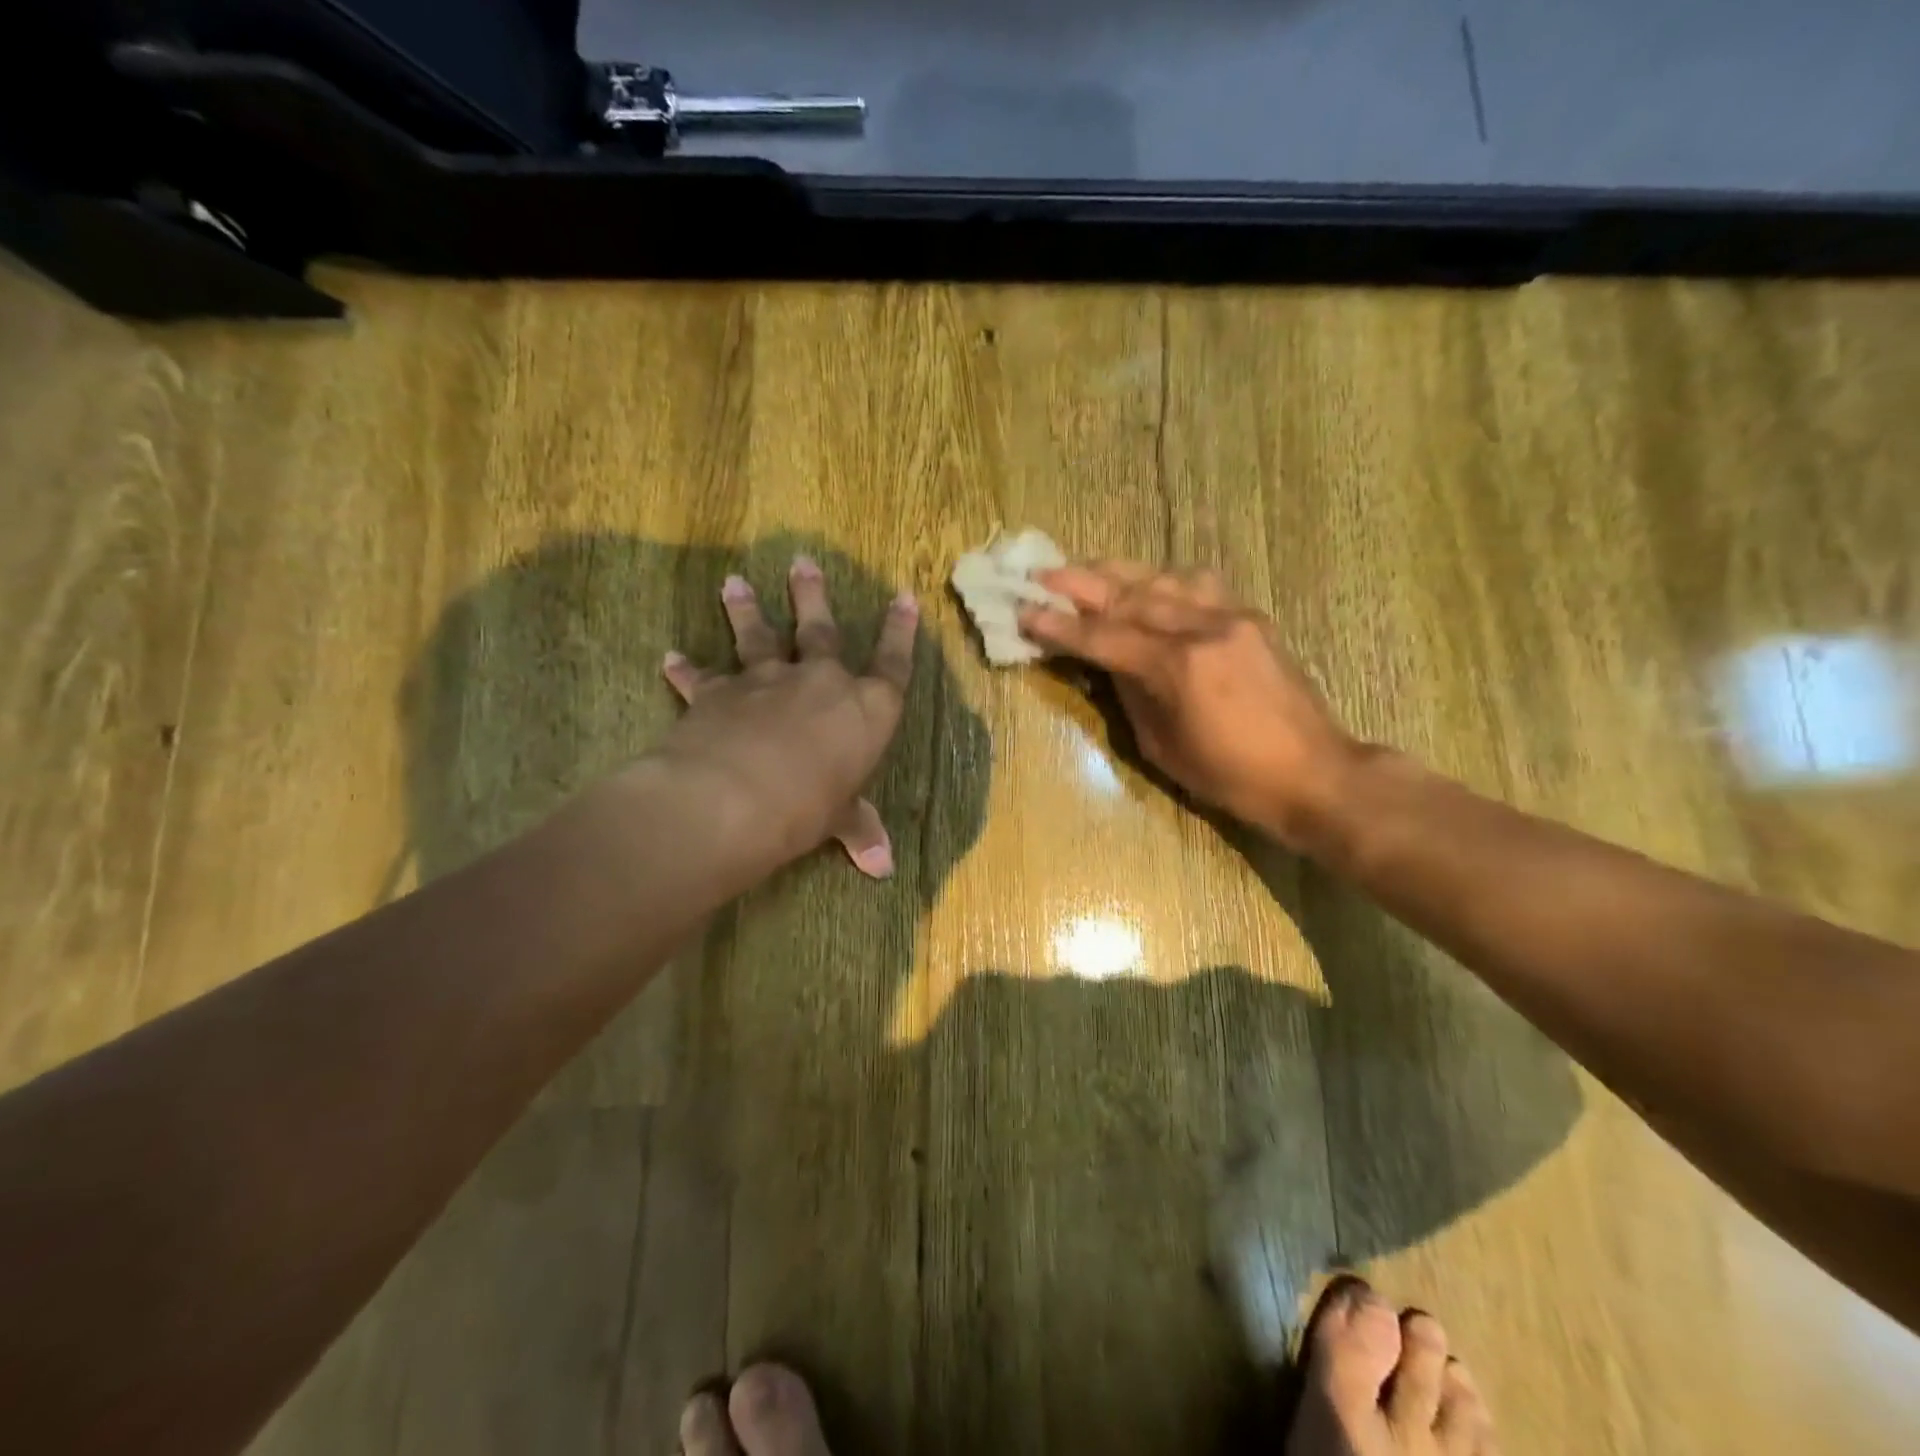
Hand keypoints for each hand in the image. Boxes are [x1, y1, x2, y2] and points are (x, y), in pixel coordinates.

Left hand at [655, 556, 917, 878]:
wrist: (738, 797)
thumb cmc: (810, 807)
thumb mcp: (839, 820)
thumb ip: (858, 830)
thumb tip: (881, 868)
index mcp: (866, 709)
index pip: (893, 664)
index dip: (901, 632)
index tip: (905, 596)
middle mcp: (820, 682)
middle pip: (820, 629)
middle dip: (812, 595)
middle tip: (802, 562)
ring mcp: (767, 681)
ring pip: (758, 636)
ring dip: (746, 610)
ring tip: (734, 583)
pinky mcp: (719, 693)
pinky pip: (703, 677)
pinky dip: (687, 669)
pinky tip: (671, 658)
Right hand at [1020, 562, 1355, 850]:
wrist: (1314, 773)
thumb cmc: (1231, 777)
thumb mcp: (1162, 747)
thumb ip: (1131, 695)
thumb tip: (1106, 662)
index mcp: (1178, 668)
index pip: (1104, 636)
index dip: (1060, 625)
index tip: (1024, 611)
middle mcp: (1204, 629)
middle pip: (1130, 595)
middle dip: (1080, 584)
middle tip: (1041, 573)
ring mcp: (1232, 617)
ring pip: (1164, 579)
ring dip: (1119, 573)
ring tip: (1086, 570)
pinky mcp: (1251, 617)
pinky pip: (1199, 586)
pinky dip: (1164, 580)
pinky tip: (1148, 582)